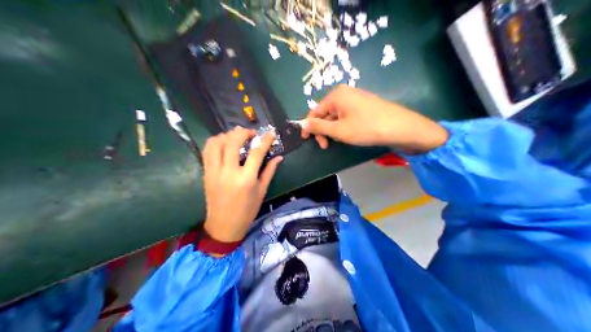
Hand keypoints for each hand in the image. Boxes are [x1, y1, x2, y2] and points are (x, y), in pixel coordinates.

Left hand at [203, 125, 282, 240]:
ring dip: (227, 135)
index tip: (271, 133)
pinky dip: (215, 142)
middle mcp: (228, 172)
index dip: (265, 140)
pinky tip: (224, 143)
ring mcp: (214, 171)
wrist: (223, 226)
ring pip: (216, 142)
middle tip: (251, 134)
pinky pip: (207, 151)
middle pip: (233, 141)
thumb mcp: (261, 192)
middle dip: (243, 132)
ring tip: (236, 136)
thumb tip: (278, 157)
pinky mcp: (206, 173)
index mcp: (246, 179)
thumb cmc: (246, 211)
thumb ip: (269, 172)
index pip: (256, 152)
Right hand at [301, 84, 447, 153]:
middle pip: (325, 112)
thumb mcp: (339, 130)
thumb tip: (301, 123)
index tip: (307, 141)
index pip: (314, 111)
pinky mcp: (364, 104)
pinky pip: (347, 115)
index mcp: (336, 95)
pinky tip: (349, 135)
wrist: (399, 127)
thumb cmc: (366, 128)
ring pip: (336, 115)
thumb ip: (318, 127)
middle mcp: (344, 93)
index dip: (309, 126)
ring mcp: (356, 98)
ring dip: (332, 129)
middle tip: (325, 146)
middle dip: (322, 130)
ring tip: (339, 141)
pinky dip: (343, 126)